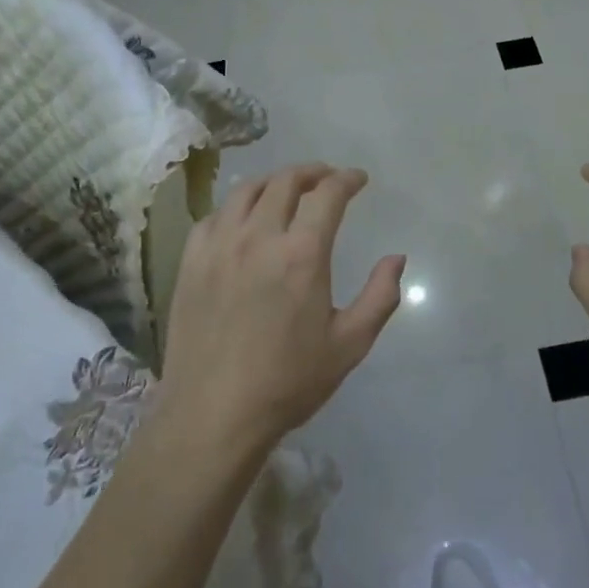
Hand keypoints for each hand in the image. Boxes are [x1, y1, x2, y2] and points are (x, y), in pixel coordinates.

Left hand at [158, 164, 403, 455]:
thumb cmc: (288, 382)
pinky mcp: (191, 262)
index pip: (328, 194)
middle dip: (312, 172)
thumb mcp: (349, 344)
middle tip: (326, 178)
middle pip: (285, 182)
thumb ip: (380, 296)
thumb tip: (397, 258)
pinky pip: (214, 216)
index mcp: (302, 254)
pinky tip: (243, 220)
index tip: (358, 179)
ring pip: (246, 190)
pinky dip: (236, 207)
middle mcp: (259, 237)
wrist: (213, 415)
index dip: (347, 179)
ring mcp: (219, 246)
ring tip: (286, 189)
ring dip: (273, 181)